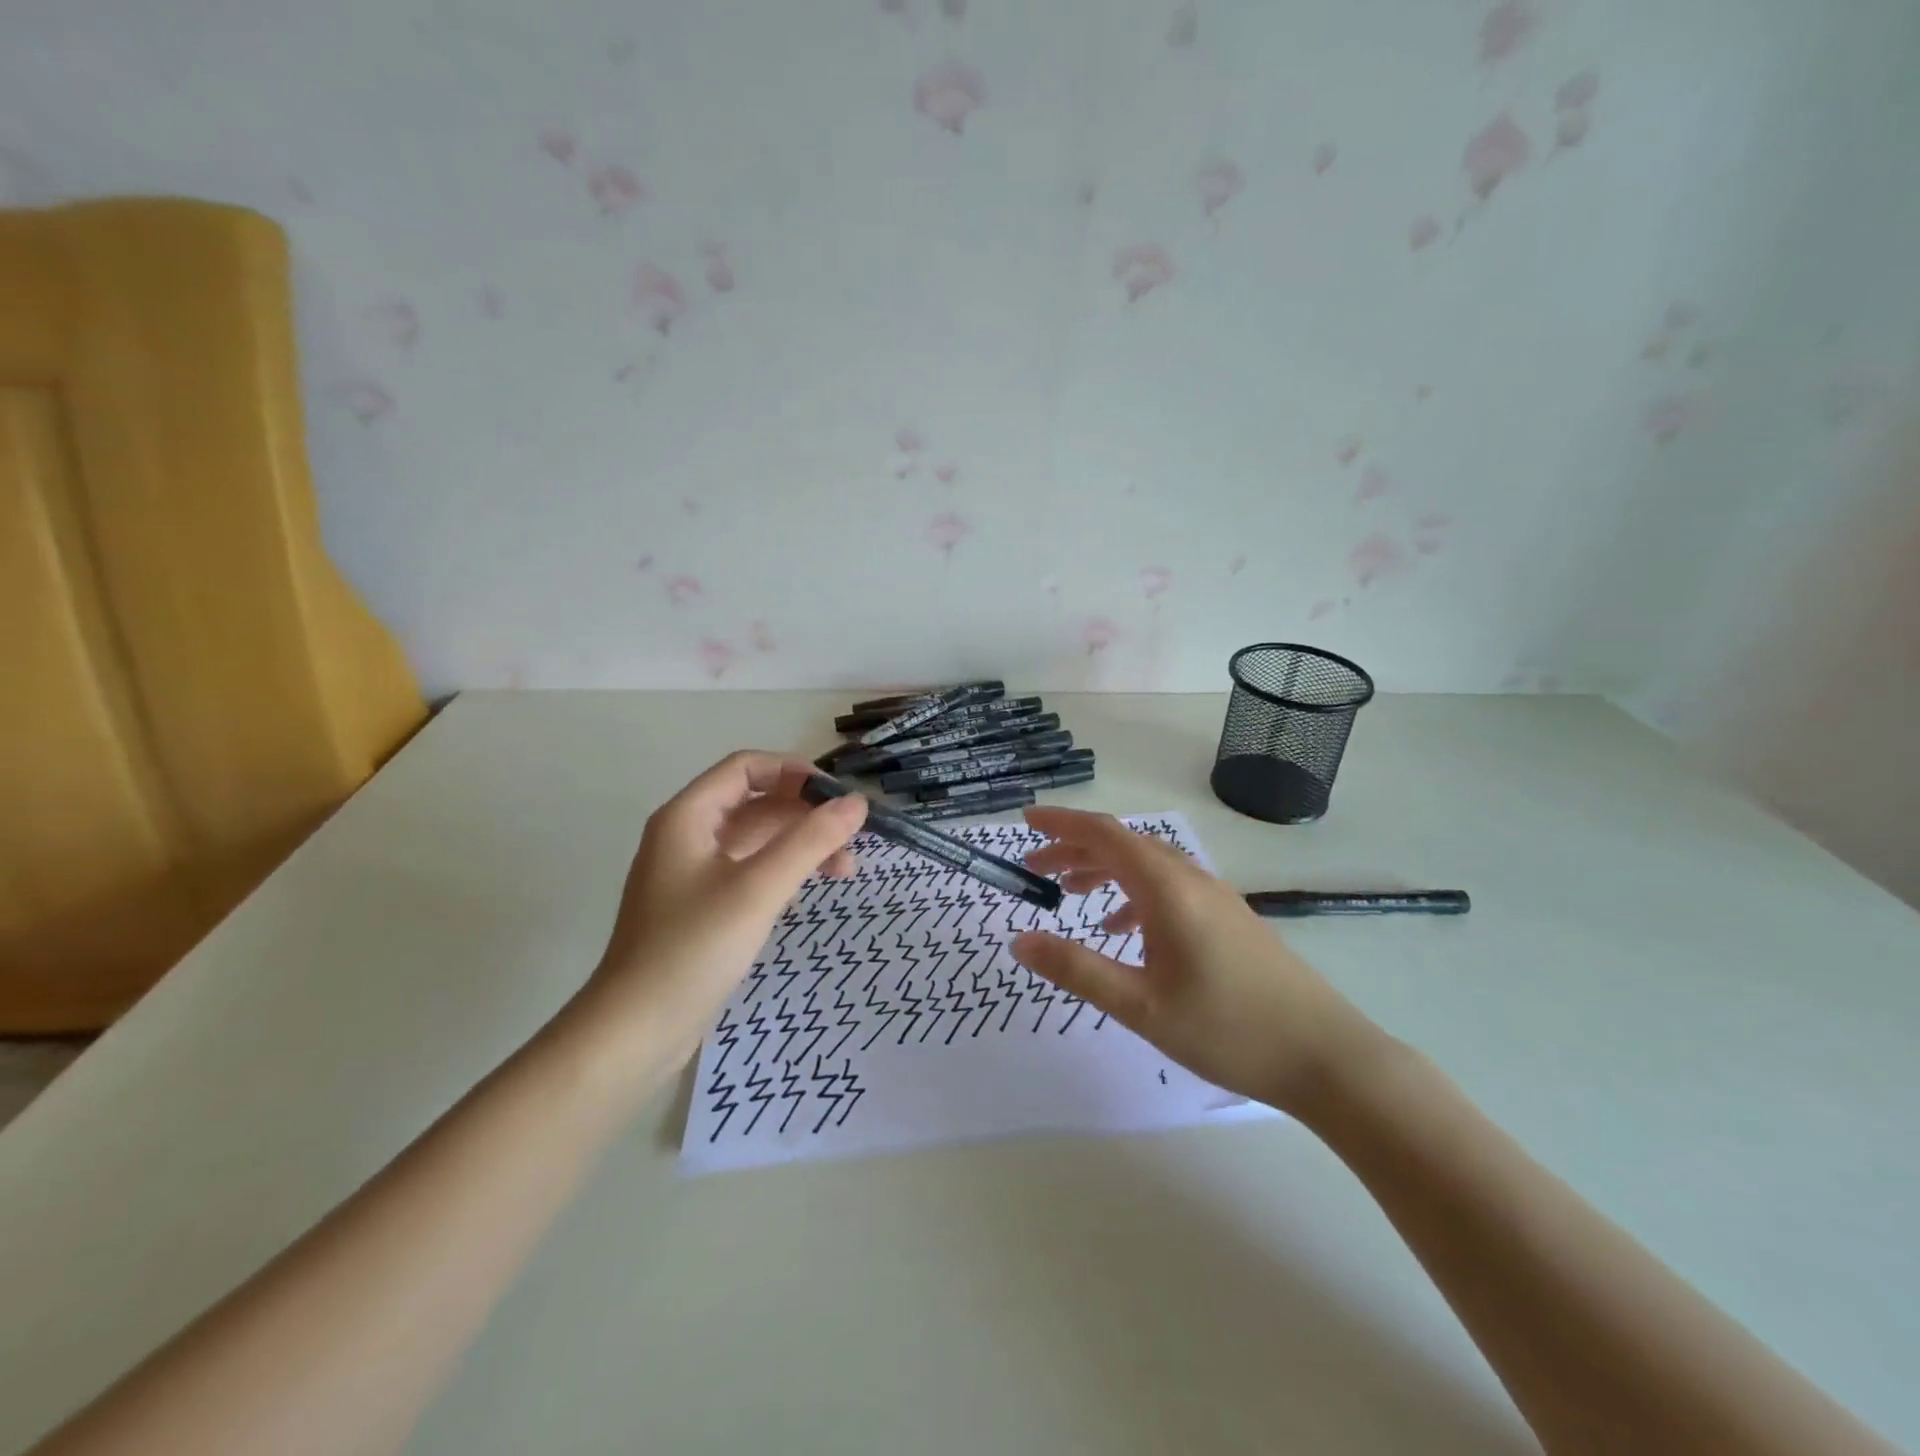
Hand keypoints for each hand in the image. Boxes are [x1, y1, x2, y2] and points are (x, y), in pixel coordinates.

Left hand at [576, 752, 867, 1063]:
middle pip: (755, 803)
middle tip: (851, 841)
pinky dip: (781, 874)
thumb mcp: (759, 888)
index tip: (838, 797)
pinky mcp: (700, 907)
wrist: (635, 1031)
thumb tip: (857, 802)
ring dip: (799, 847)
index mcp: (688, 816)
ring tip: (843, 871)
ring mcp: (692, 873)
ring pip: (755, 840)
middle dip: (805, 816)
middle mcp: (687, 835)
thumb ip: (810, 841)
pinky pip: (748, 872)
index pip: (746, 767)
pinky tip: (803, 897)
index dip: (795, 773)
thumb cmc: (694, 948)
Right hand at [1012, 807, 1382, 1113]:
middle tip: (1034, 868)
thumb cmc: (1227, 1029)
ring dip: (1103, 869)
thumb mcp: (1141, 1006)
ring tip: (1068, 893)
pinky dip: (1132, 893)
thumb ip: (1077, 969)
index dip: (1061, 823)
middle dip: (1074, 848)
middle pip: (1122, 845)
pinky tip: (1122, 928)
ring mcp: (1213, 897)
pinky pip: (1167, 887)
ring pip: (1146, 865)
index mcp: (1166, 889)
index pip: (1103, 835)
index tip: (1024, 821)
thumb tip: (1019, 941)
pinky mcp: (1227, 918)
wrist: (1326, 1056)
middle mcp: (1190, 879)